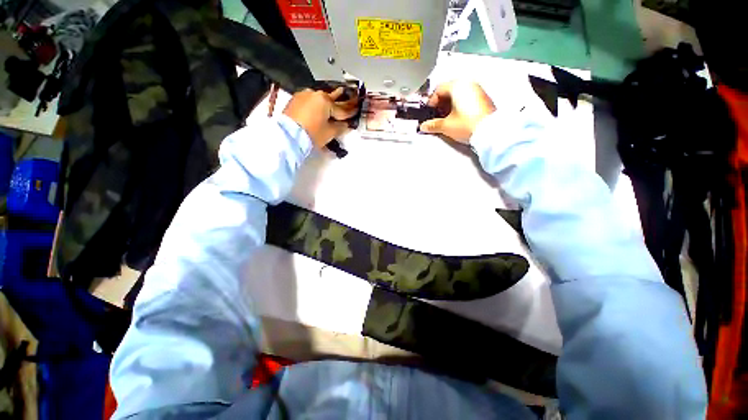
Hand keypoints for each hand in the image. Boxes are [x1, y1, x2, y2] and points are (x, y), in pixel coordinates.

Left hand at [283, 87, 358, 147]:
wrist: (288, 135)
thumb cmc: (311, 134)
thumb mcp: (329, 133)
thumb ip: (340, 127)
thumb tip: (345, 125)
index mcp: (326, 101)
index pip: (342, 109)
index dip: (351, 112)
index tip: (357, 110)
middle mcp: (315, 94)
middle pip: (332, 99)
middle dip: (342, 100)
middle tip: (351, 96)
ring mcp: (304, 96)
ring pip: (321, 98)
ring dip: (329, 98)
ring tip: (338, 92)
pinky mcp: (296, 99)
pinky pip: (311, 99)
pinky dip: (318, 102)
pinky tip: (320, 102)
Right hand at [419, 81, 495, 143]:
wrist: (490, 132)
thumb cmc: (468, 124)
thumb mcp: (446, 126)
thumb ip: (432, 125)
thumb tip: (424, 126)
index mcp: (457, 86)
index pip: (439, 89)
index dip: (431, 101)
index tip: (429, 112)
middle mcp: (468, 84)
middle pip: (449, 90)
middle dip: (440, 103)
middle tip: (436, 116)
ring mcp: (478, 90)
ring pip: (458, 94)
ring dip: (449, 105)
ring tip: (446, 119)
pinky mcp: (483, 99)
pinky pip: (467, 98)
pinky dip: (459, 106)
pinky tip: (457, 118)